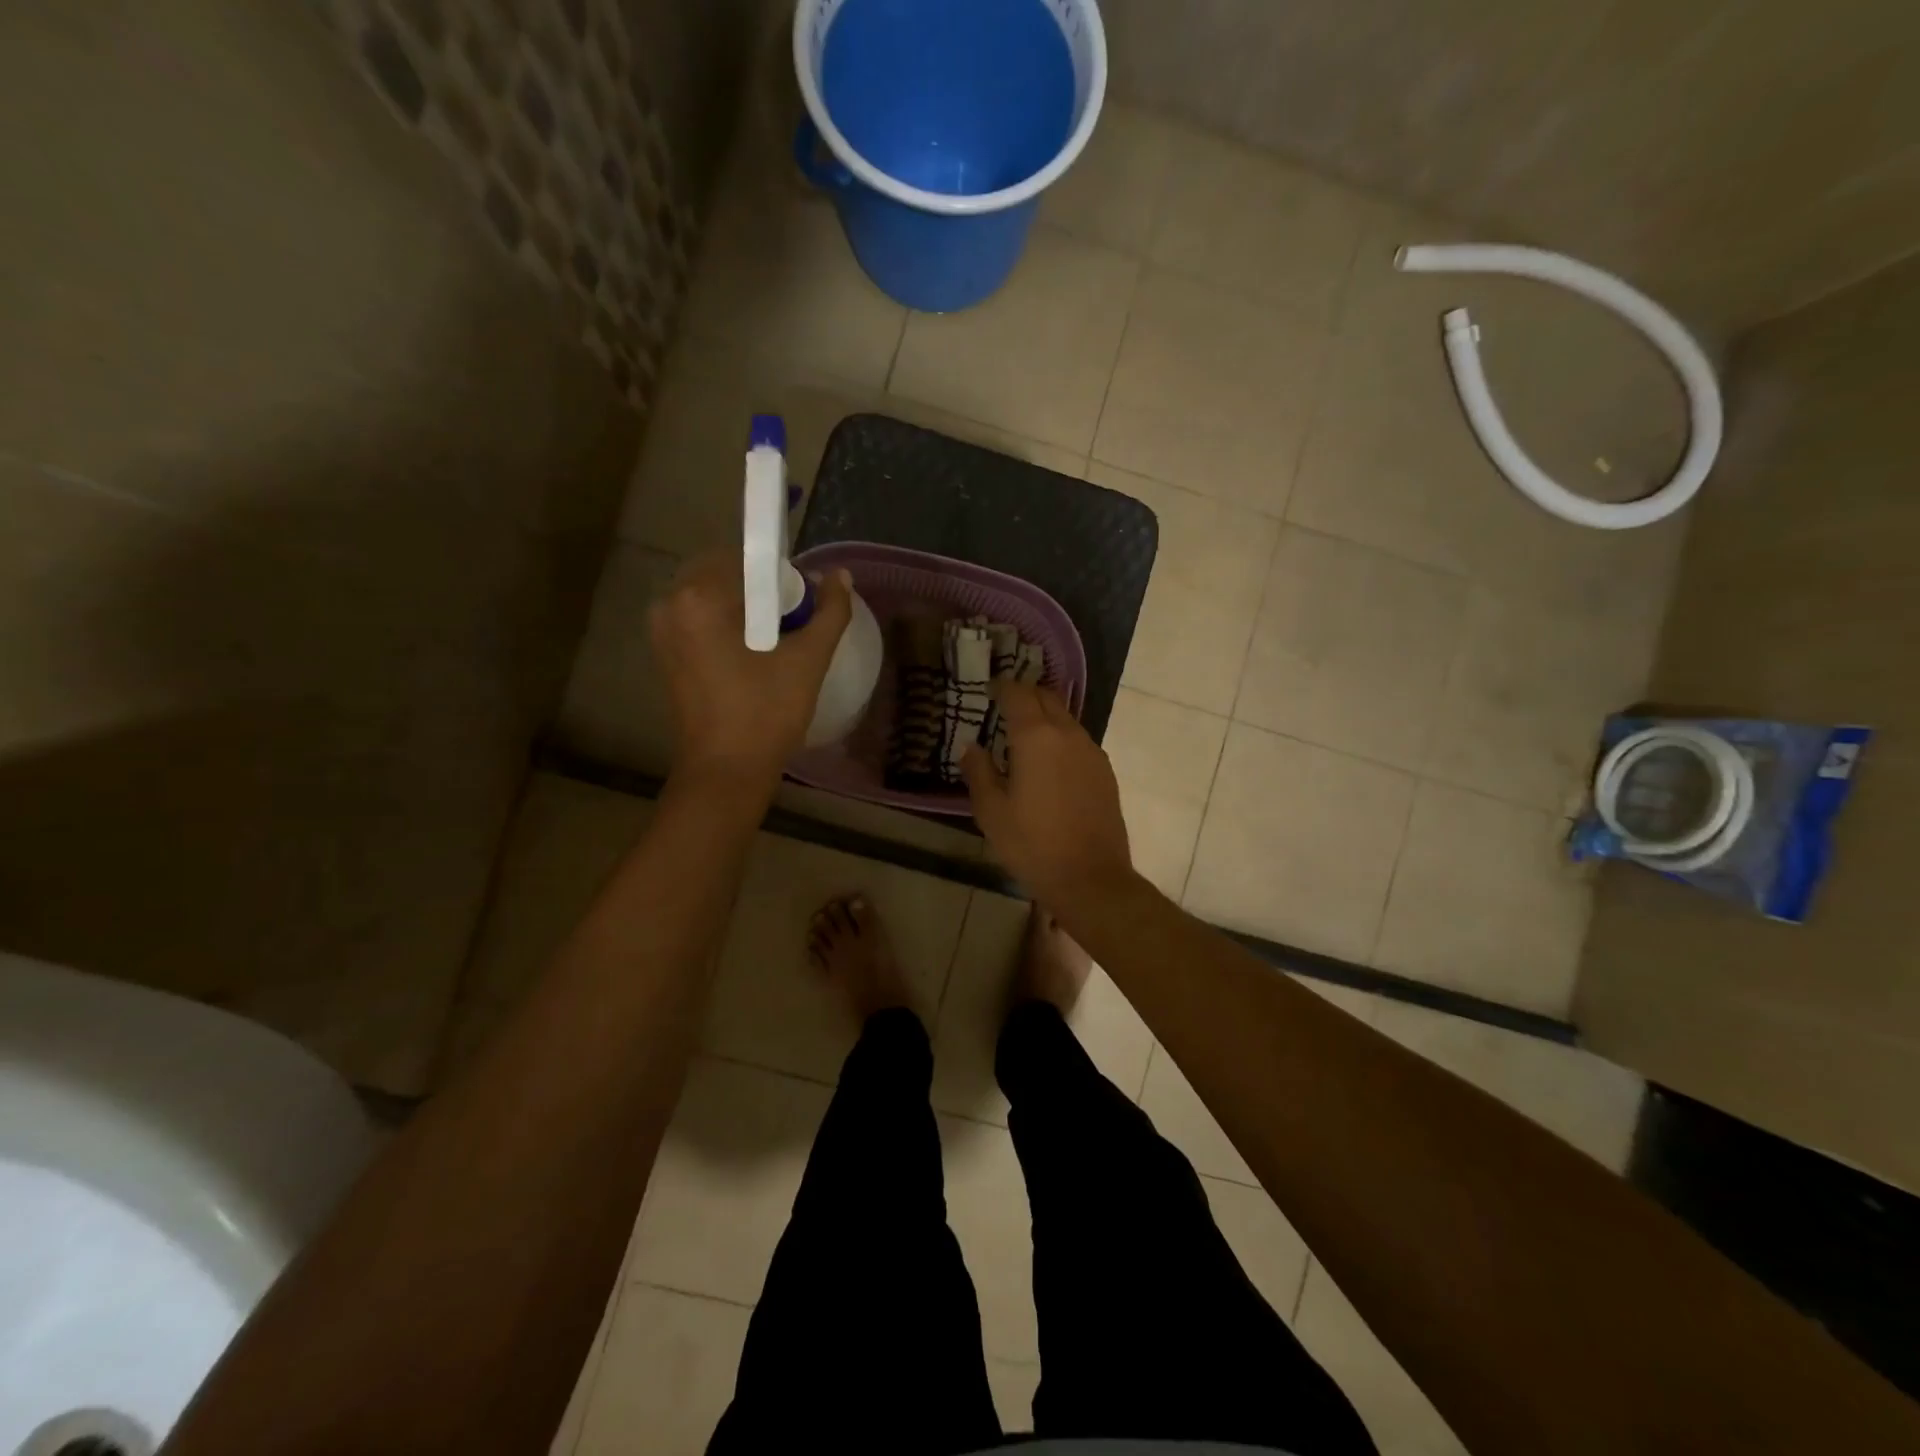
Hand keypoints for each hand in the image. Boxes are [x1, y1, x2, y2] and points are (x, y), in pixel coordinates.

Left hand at [650, 551, 851, 784]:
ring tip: (775, 647)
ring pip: (714, 599)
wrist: (726, 772)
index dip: (781, 577)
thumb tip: (840, 575)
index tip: (800, 609)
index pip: (747, 559)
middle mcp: (670, 604)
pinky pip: (702, 621)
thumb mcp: (808, 660)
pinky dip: (729, 628)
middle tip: (791, 629)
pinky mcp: (665, 654)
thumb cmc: (766, 714)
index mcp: (698, 597)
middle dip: (762, 593)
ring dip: (746, 611)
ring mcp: (662, 631)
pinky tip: (752, 659)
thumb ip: (829, 611)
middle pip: (727, 575)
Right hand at [961, 682, 1135, 905]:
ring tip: (1024, 738)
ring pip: (1066, 718)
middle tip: (1004, 708)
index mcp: (1036, 737)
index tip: (988, 690)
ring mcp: (1091, 751)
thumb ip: (978, 772)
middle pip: (1046, 697)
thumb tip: (972, 748)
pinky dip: (1061, 739)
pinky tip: (1049, 764)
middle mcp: (1068, 734)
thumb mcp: (991, 812)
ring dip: (1045, 718)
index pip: (1018, 693)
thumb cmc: (1032, 845)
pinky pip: (1079, 741)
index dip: (1002, 686)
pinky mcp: (1105, 771)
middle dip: (1025, 695)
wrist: (1090, 878)